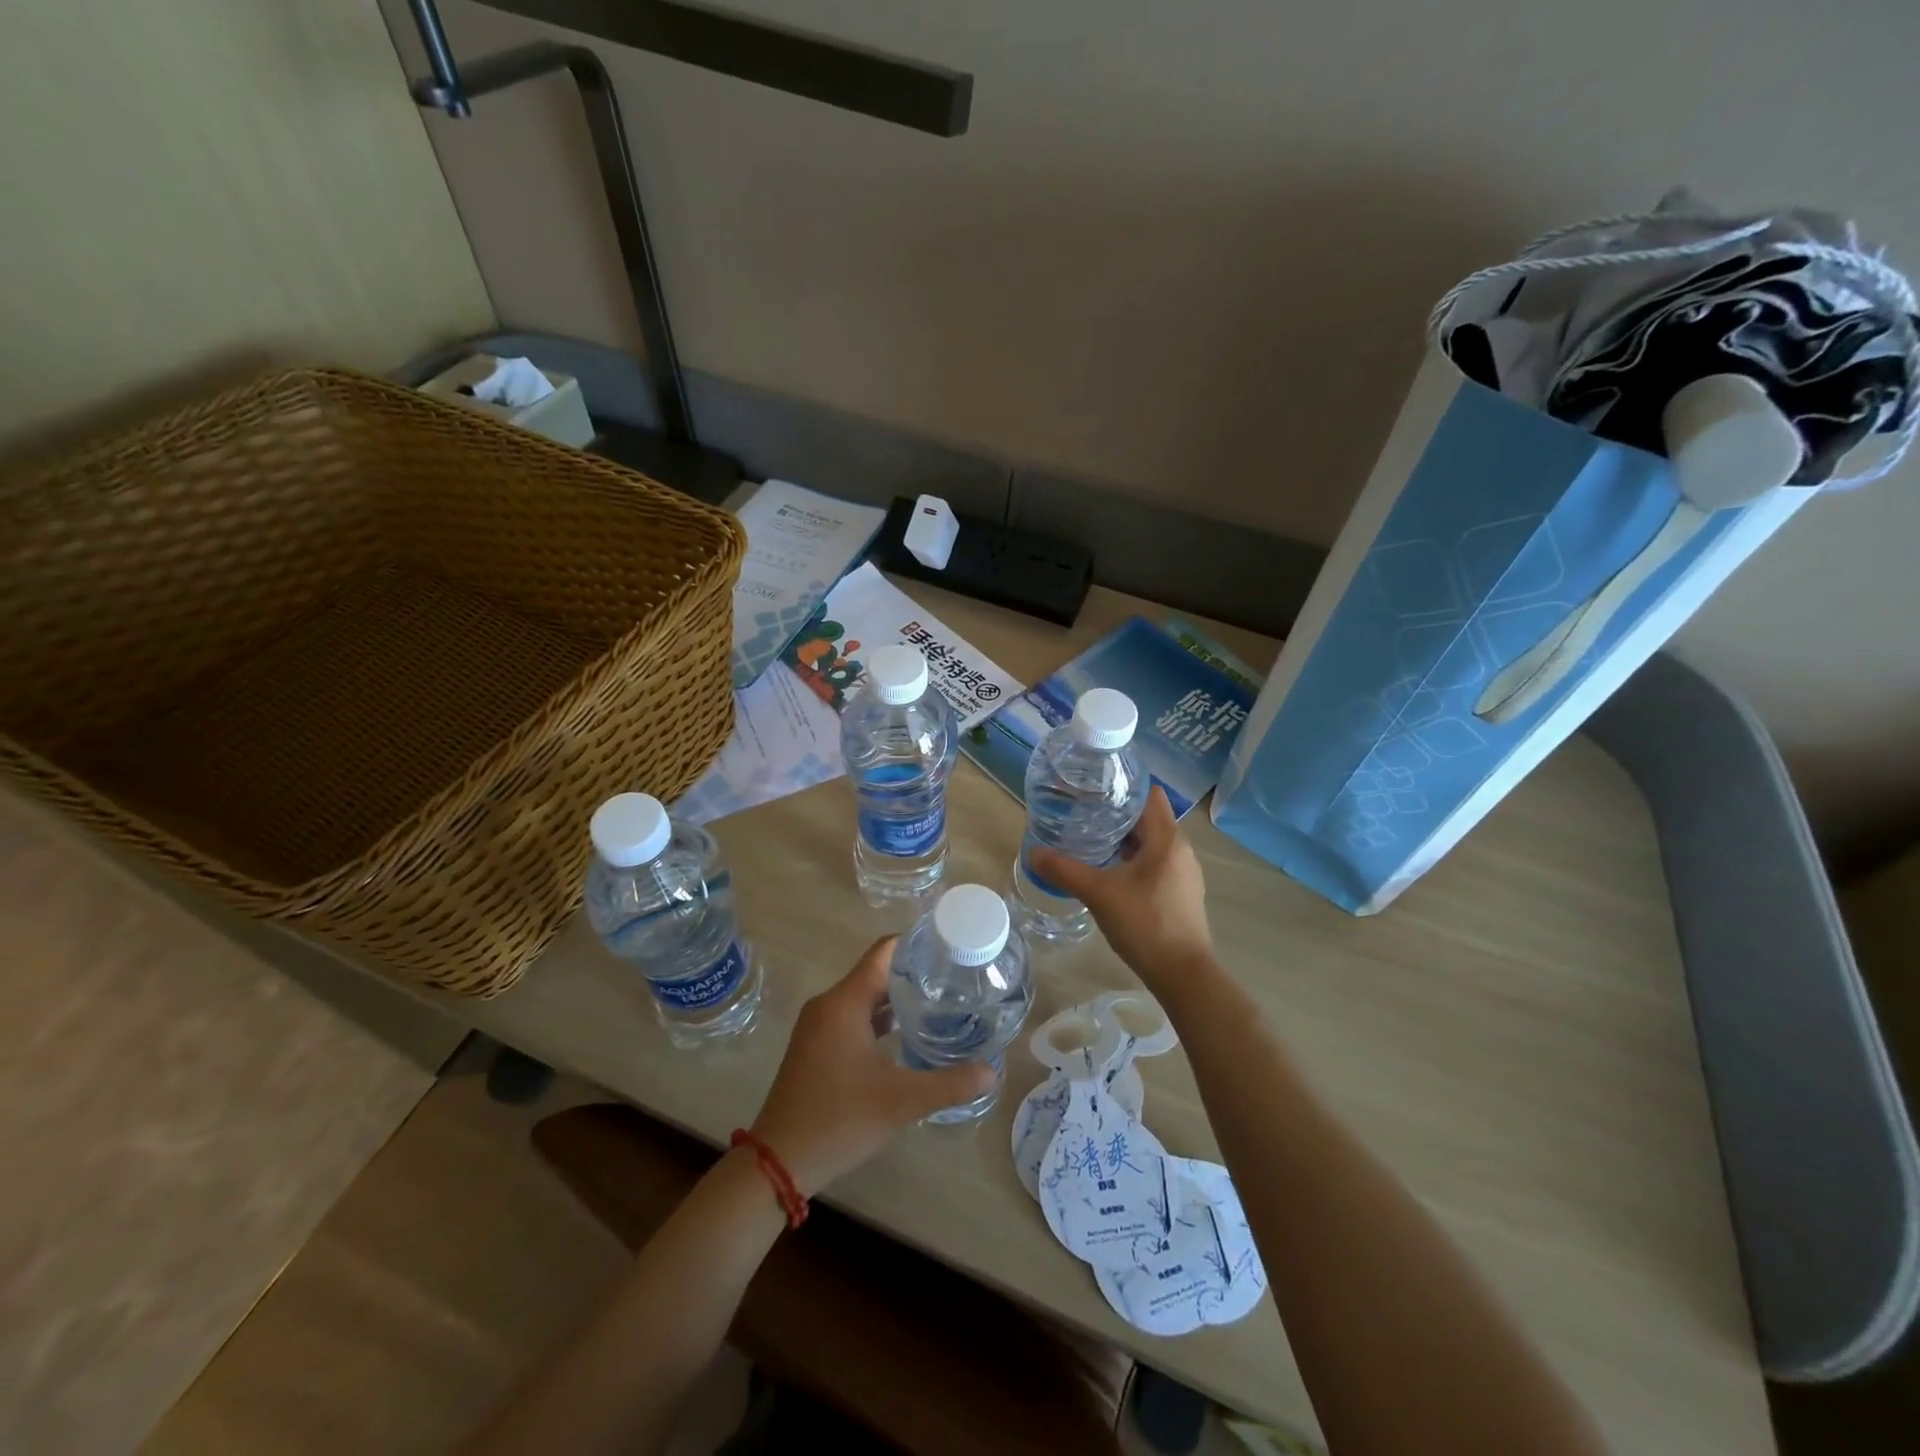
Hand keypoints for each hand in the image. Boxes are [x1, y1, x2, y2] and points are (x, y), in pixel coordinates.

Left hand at [750, 936, 993, 1195]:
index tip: (951, 948)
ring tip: (940, 1004)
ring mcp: (819, 1026)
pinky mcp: (816, 1046)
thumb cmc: (838, 1119)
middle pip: (877, 973)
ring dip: (898, 999)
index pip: (884, 952)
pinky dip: (880, 1019)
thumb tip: (992, 1071)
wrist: (778, 1162)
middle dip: (914, 974)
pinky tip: (908, 1035)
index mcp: (845, 1002)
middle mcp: (829, 1004)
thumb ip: (949, 1084)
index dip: (917, 944)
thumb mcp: (900, 1101)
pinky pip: (854, 1017)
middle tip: (956, 980)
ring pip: (865, 997)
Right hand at [1029, 785, 1214, 993]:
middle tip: (1082, 816)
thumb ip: (1065, 870)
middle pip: (1148, 819)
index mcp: (1167, 839)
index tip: (1094, 791)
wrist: (1183, 975)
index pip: (1149, 795)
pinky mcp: (1181, 893)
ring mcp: (1184, 873)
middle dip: (1116, 816)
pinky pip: (1156, 864)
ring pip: (1151, 844)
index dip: (1123, 788)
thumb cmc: (1145, 924)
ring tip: (1091, 843)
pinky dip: (1134, 862)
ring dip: (1124, 841)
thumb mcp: (1098, 893)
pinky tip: (1110, 875)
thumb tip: (1033, 852)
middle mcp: (1181, 849)